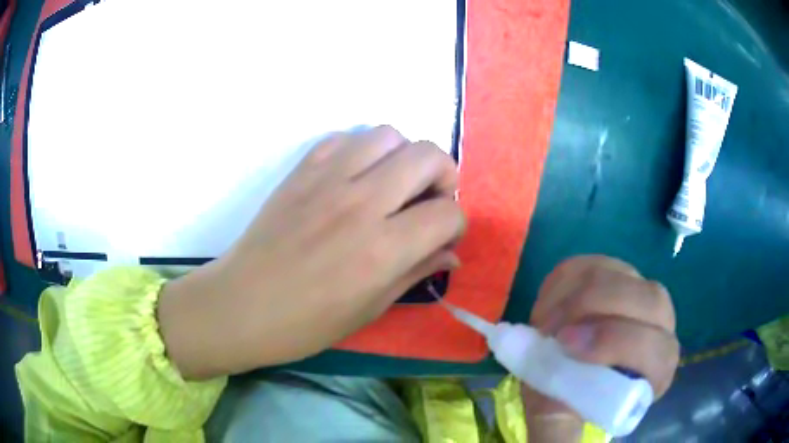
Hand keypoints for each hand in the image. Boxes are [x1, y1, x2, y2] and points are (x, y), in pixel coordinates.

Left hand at [158, 126, 464, 378]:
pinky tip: (355, 177)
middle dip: (444, 176)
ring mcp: (328, 179)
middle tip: (429, 200)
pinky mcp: (302, 169)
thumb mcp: (371, 309)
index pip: (446, 214)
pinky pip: (346, 138)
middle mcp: (361, 203)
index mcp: (382, 249)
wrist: (242, 304)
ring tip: (393, 184)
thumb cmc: (306, 323)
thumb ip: (416, 271)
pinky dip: (362, 151)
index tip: (444, 236)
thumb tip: (451, 252)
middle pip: (428, 156)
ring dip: (403, 156)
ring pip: (389, 135)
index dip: (455, 224)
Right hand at [522, 256, 678, 441]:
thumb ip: (558, 442)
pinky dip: (567, 279)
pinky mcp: (617, 270)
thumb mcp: (557, 422)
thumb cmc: (567, 396)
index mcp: (656, 369)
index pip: (660, 352)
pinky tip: (552, 303)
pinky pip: (596, 262)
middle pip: (649, 302)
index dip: (619, 344)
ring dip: (575, 294)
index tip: (567, 348)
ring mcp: (640, 291)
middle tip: (549, 329)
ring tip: (544, 320)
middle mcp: (660, 325)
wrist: (563, 361)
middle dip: (596, 310)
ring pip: (623, 275)